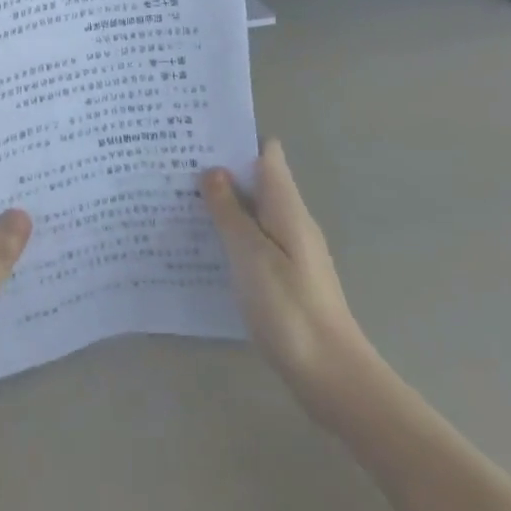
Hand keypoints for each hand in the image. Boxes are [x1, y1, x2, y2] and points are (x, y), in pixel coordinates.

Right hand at [203, 140, 368, 427]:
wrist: (333, 377)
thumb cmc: (289, 308)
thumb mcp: (250, 255)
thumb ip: (230, 211)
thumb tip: (213, 170)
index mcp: (287, 207)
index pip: (267, 154)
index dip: (237, 138)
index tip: (200, 134)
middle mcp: (293, 221)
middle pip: (258, 180)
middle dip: (223, 169)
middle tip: (177, 165)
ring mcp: (292, 250)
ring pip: (254, 211)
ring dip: (224, 202)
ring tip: (181, 199)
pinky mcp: (287, 277)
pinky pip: (255, 240)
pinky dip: (232, 233)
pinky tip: (205, 245)